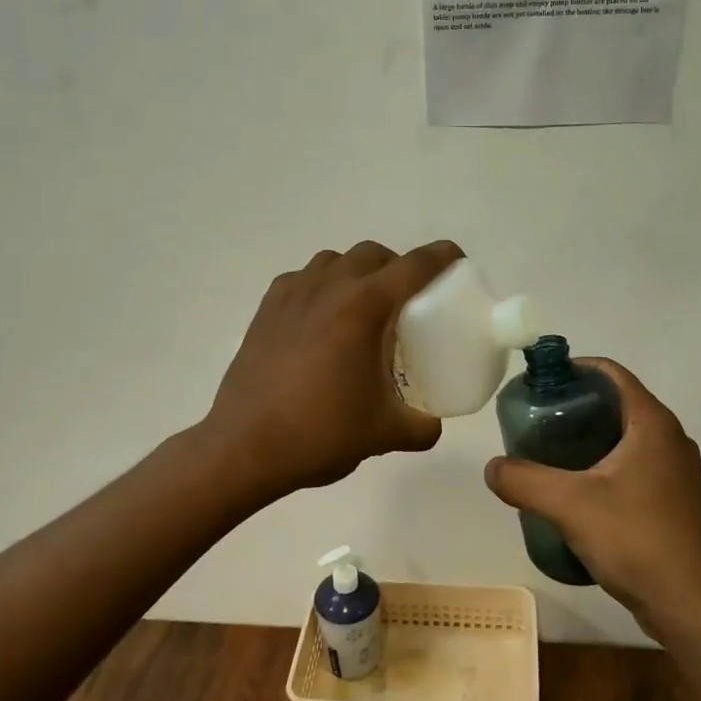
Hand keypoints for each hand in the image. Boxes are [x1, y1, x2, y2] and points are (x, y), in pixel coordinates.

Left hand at [206, 240, 464, 496]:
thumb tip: (432, 425)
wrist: (245, 446)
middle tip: (407, 301)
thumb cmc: (321, 432)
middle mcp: (330, 286)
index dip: (442, 257)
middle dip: (397, 267)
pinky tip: (321, 320)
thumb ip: (422, 427)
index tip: (455, 263)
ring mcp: (293, 293)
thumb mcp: (385, 434)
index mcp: (365, 306)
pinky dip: (321, 287)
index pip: (415, 265)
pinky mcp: (266, 309)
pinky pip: (302, 279)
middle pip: (373, 254)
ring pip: (334, 261)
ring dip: (356, 273)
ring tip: (362, 309)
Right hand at [482, 358, 700, 646]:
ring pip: (626, 439)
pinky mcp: (676, 503)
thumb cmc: (636, 540)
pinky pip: (635, 468)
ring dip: (590, 439)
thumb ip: (523, 480)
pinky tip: (579, 494)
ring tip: (550, 456)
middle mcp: (670, 439)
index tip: (540, 384)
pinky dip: (605, 467)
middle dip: (576, 407)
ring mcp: (677, 473)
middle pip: (617, 404)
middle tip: (537, 422)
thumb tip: (493, 468)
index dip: (575, 369)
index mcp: (652, 423)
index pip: (612, 373)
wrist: (693, 607)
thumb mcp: (568, 505)